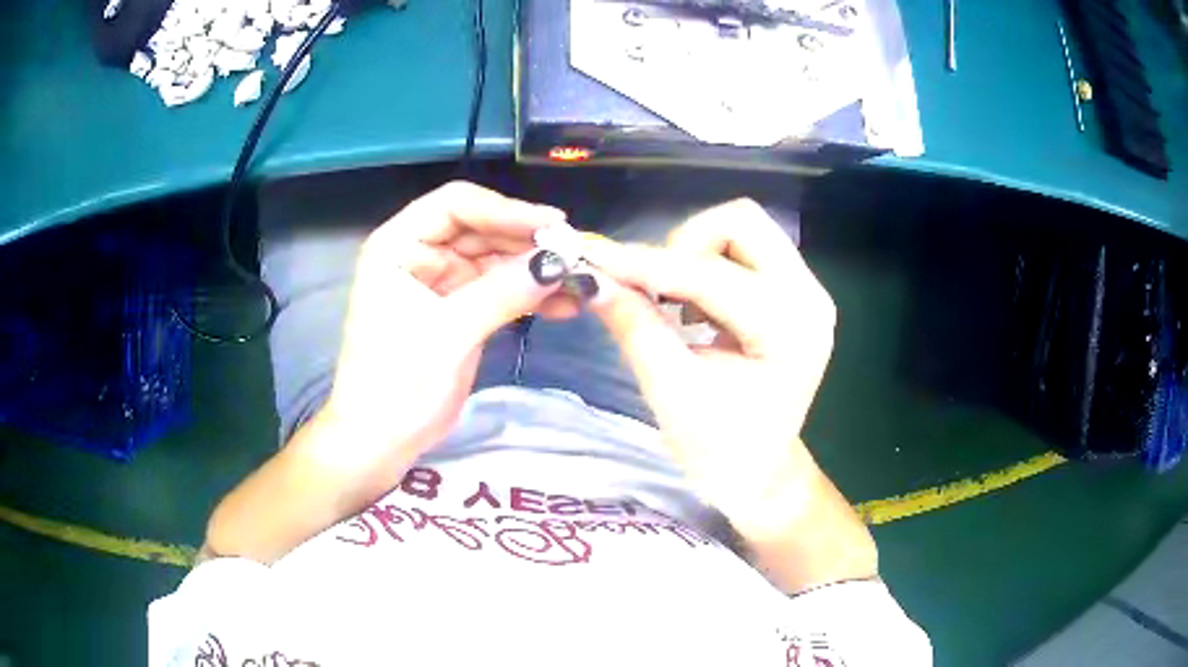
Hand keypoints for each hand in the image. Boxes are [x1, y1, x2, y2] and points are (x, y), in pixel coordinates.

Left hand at [324, 181, 569, 461]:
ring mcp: (441, 283)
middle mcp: (419, 255)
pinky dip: (529, 296)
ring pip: (496, 261)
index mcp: (398, 246)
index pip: (456, 206)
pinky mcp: (460, 310)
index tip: (554, 227)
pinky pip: (500, 292)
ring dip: (535, 270)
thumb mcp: (449, 333)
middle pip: (481, 231)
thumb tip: (558, 261)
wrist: (381, 442)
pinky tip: (564, 305)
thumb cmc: (397, 384)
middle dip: (527, 243)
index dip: (506, 211)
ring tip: (579, 281)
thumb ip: (503, 292)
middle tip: (576, 256)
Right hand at [585, 199, 836, 533]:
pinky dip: (711, 263)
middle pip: (742, 222)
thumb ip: (635, 327)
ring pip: (745, 228)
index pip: (710, 274)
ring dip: (698, 252)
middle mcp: (809, 297)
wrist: (761, 473)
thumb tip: (592, 279)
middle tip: (655, 288)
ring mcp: (808, 291)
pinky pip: (748, 249)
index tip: (596, 260)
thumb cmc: (720, 450)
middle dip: (685, 244)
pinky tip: (698, 308)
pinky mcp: (796, 293)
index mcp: (788, 331)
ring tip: (678, 304)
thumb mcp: (671, 393)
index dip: (646, 264)